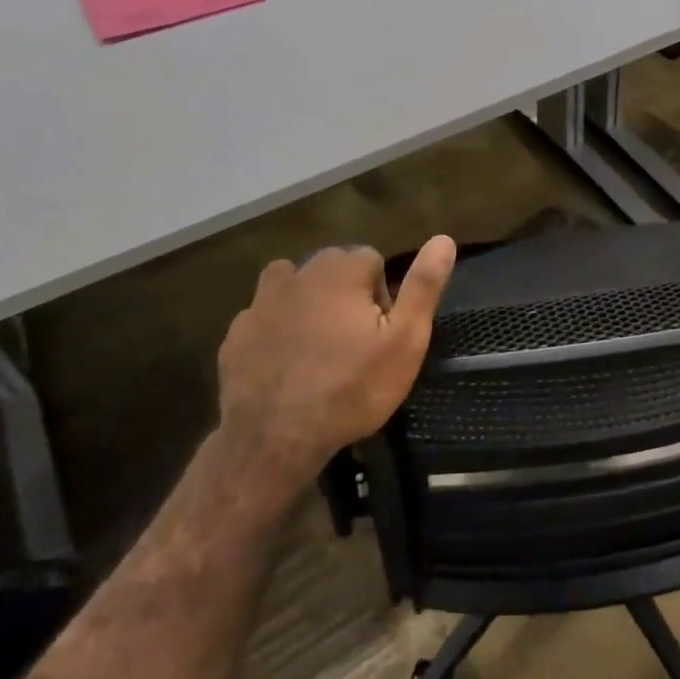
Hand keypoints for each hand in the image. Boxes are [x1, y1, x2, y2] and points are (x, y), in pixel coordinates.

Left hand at [215, 237, 456, 489]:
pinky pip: (263, 318)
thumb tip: (444, 239)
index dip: (382, 295)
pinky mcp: (235, 334)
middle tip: (355, 344)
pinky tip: (285, 364)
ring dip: (308, 304)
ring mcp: (259, 304)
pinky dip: (276, 331)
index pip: (371, 260)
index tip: (381, 333)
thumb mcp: (405, 340)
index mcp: (340, 271)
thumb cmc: (352, 388)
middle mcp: (297, 274)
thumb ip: (423, 286)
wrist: (275, 439)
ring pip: (293, 287)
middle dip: (346, 295)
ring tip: (318, 346)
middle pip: (331, 269)